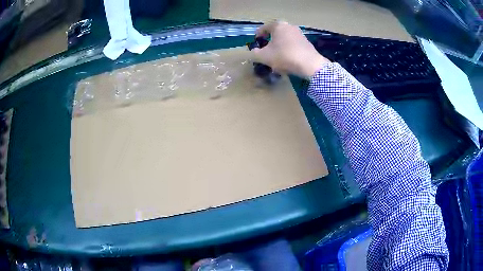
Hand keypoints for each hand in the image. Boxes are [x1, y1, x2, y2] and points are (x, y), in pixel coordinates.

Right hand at [252, 21, 329, 78]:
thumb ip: (255, 53)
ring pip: (284, 38)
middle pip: (275, 32)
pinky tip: (286, 58)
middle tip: (265, 48)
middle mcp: (289, 26)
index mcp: (278, 25)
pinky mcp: (306, 42)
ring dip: (279, 45)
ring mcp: (299, 33)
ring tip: (275, 55)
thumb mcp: (264, 56)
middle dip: (269, 40)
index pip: (263, 28)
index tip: (255, 42)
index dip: (257, 35)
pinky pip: (292, 43)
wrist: (309, 64)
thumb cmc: (284, 56)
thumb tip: (254, 51)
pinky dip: (287, 48)